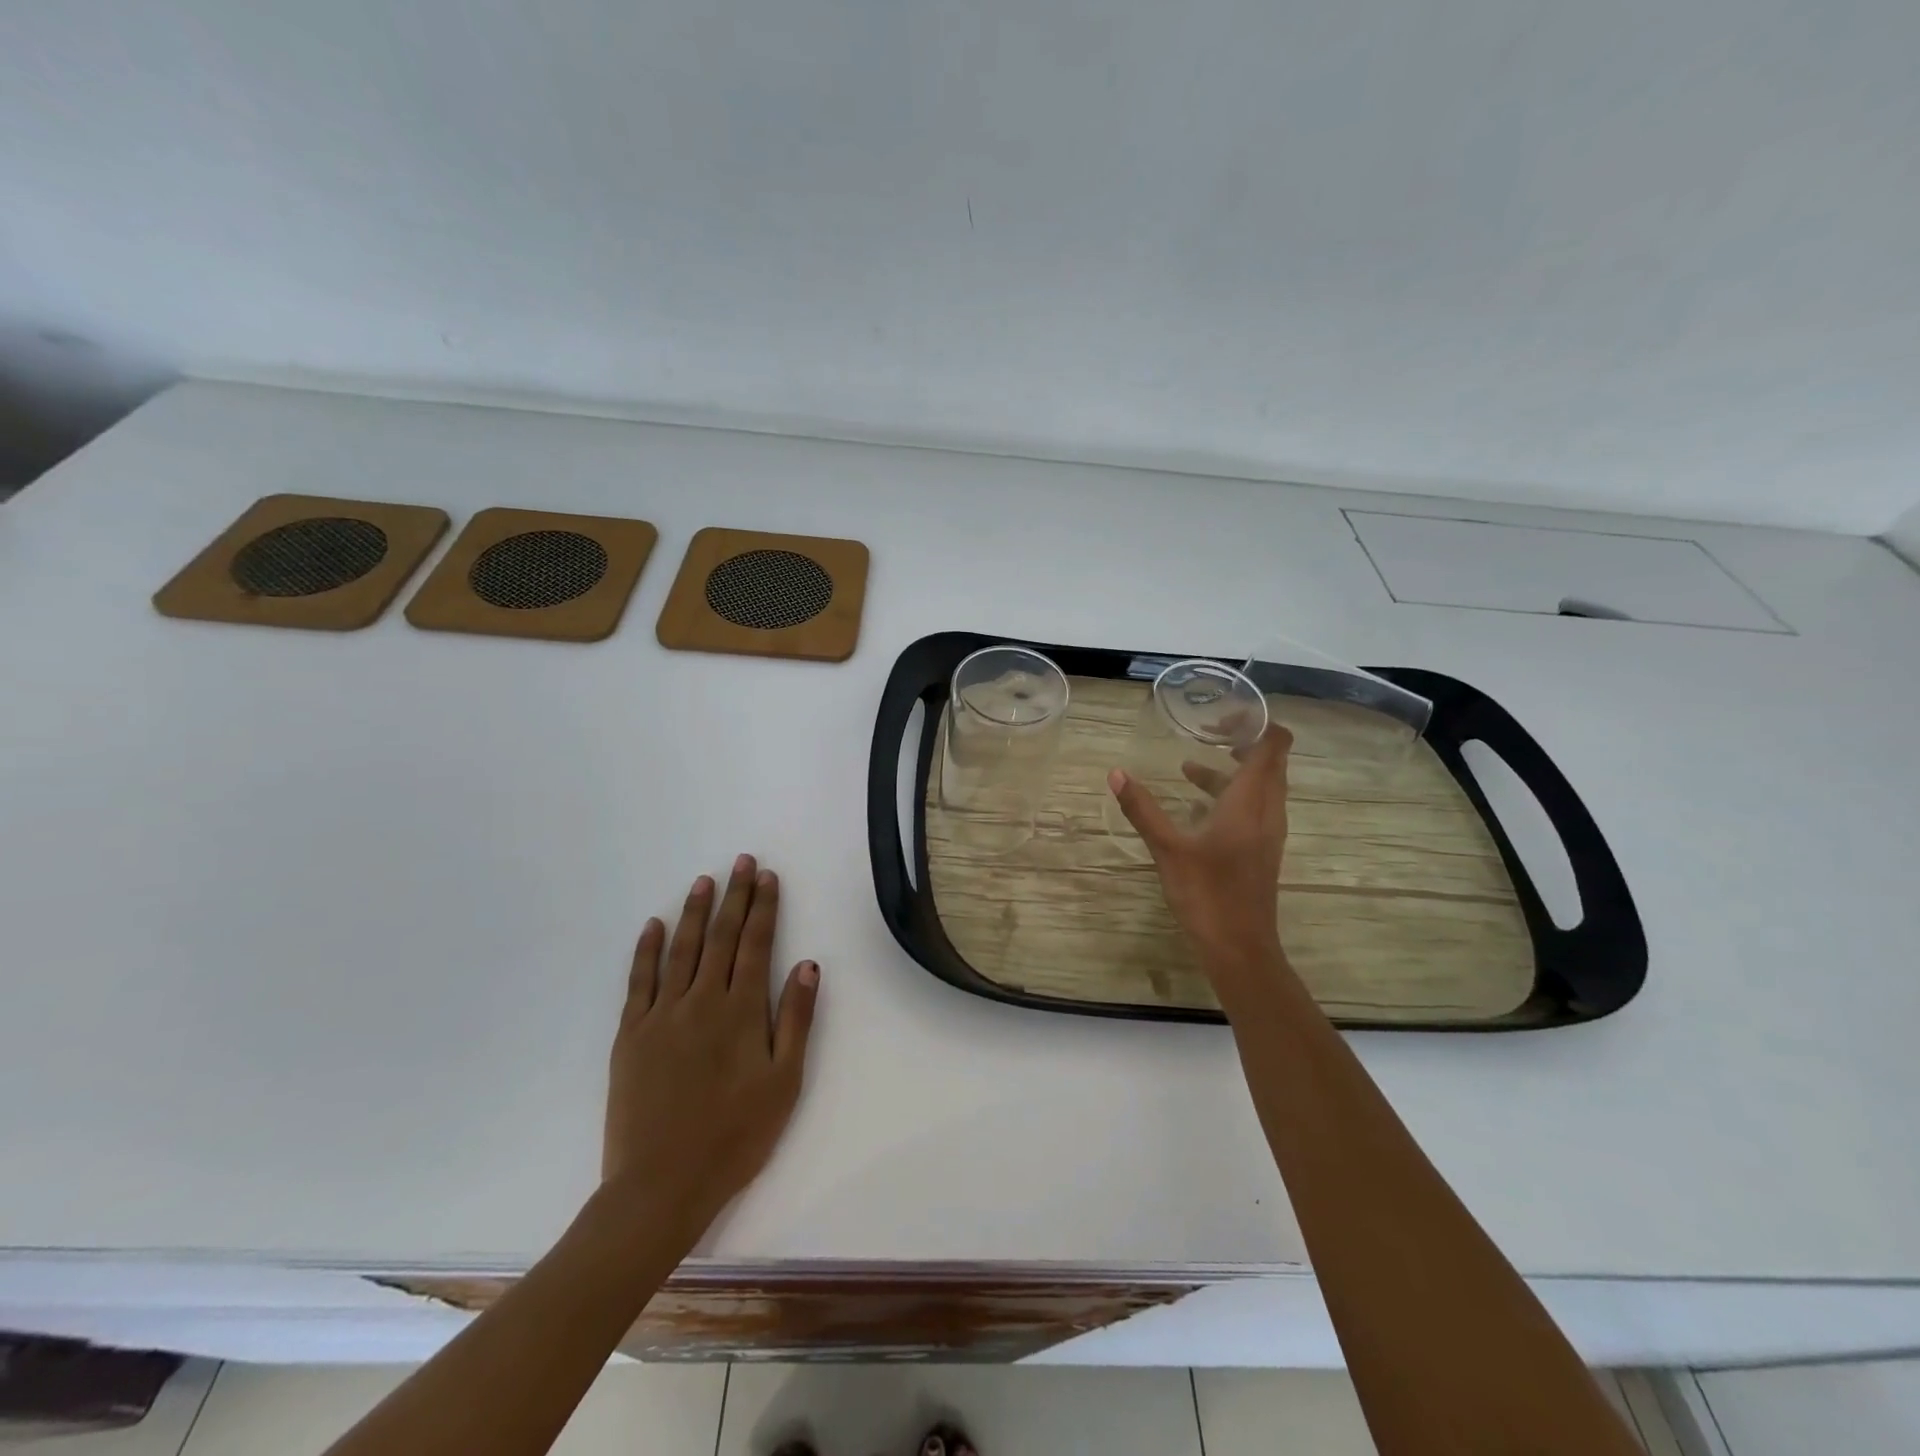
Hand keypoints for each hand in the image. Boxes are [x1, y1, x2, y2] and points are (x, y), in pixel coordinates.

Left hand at [601, 855, 818, 1256]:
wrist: (660, 1185)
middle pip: (720, 937)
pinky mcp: (631, 1034)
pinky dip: (646, 950)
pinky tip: (653, 926)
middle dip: (734, 896)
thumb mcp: (783, 1083)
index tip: (767, 877)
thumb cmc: (734, 1137)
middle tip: (741, 862)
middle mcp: (702, 1001)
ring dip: (694, 912)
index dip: (763, 908)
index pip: (755, 944)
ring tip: (704, 881)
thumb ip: (795, 1020)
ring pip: (681, 949)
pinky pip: (639, 981)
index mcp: (741, 1011)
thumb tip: (807, 965)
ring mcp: (662, 1015)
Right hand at [1108, 726, 1294, 1005]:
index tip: (1223, 714)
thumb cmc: (1208, 895)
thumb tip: (1116, 773)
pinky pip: (1253, 807)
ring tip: (1189, 766)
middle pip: (1270, 762)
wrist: (1240, 949)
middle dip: (1242, 741)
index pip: (1274, 745)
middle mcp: (1267, 811)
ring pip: (1260, 787)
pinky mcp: (1260, 850)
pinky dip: (1230, 795)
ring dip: (1232, 771)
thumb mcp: (1168, 849)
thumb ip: (1142, 809)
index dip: (1257, 722)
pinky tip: (1195, 807)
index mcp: (1251, 802)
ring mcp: (1267, 832)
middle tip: (1205, 731)